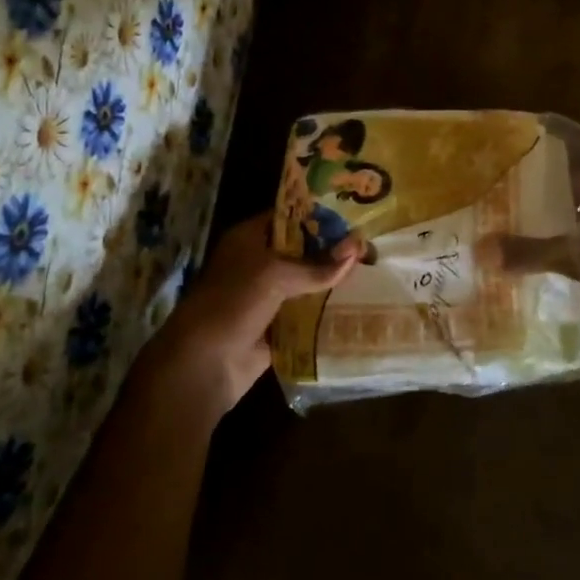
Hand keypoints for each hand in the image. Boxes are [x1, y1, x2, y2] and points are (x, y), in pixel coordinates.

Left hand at [143, 213, 359, 418]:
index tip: (354, 216)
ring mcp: (268, 297)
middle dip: (333, 250)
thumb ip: (317, 266)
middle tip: (371, 246)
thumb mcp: (275, 275)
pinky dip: (328, 311)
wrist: (205, 364)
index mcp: (250, 239)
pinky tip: (359, 305)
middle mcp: (259, 263)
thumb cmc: (233, 304)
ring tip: (374, 273)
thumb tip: (358, 251)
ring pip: (307, 283)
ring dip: (334, 281)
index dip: (320, 215)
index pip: (289, 217)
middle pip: (302, 250)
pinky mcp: (278, 327)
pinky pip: (308, 314)